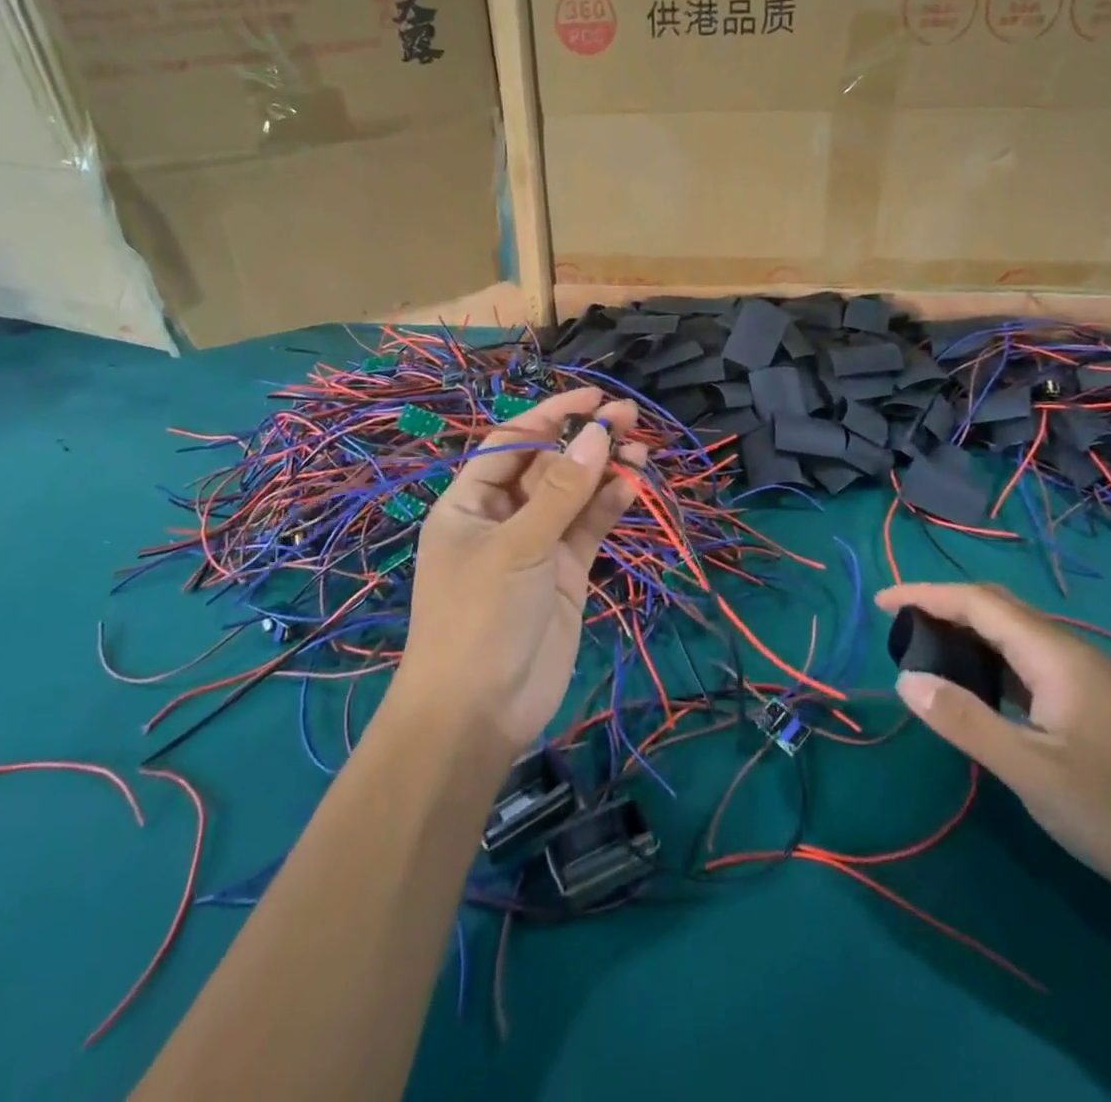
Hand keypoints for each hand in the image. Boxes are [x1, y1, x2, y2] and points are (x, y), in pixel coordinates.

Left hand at [399, 387, 641, 757]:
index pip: (511, 443)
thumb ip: (561, 491)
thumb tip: (598, 433)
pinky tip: (633, 485)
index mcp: (469, 502)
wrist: (479, 712)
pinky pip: (588, 528)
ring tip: (641, 449)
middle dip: (584, 440)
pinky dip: (609, 506)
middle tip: (628, 417)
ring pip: (574, 495)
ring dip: (603, 471)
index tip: (592, 397)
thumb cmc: (479, 617)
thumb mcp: (517, 546)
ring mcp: (536, 545)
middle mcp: (502, 517)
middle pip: (547, 465)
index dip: (549, 415)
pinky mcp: (565, 572)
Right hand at [878, 583, 1110, 904]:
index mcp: (1054, 655)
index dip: (925, 594)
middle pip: (999, 608)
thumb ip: (965, 721)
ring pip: (1018, 635)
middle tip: (901, 626)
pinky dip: (994, 661)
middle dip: (945, 606)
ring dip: (970, 633)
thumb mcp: (1032, 771)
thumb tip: (905, 680)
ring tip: (932, 654)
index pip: (977, 602)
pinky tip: (985, 692)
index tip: (881, 601)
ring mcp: (1091, 679)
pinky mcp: (1099, 706)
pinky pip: (1033, 663)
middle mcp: (1073, 653)